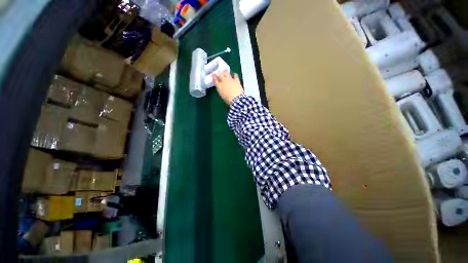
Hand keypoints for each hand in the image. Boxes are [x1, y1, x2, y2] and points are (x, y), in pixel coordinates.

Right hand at [213, 71, 243, 104]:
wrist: (236, 99)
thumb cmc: (228, 100)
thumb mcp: (222, 95)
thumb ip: (220, 90)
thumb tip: (221, 88)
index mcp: (219, 86)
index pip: (215, 80)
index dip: (213, 77)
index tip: (213, 75)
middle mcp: (224, 81)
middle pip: (220, 75)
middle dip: (218, 73)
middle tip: (218, 71)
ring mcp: (230, 80)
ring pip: (226, 73)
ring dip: (225, 71)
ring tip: (224, 70)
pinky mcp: (236, 80)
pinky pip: (235, 76)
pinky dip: (235, 75)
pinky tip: (234, 74)